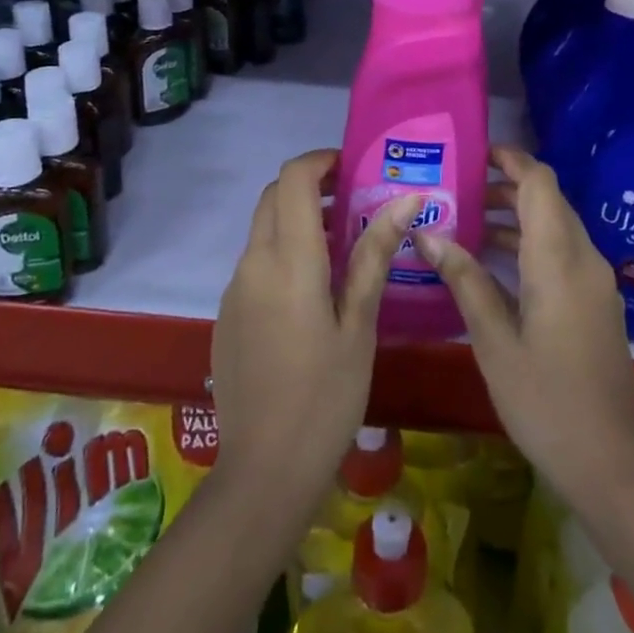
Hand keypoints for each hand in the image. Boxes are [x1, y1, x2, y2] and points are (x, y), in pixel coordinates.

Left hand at [211, 150, 420, 502]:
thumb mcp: (360, 324)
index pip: (293, 179)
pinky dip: (282, 251)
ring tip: (342, 247)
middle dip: (310, 187)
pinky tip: (312, 291)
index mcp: (289, 259)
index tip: (352, 168)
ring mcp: (235, 289)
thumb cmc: (327, 395)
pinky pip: (255, 262)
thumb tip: (406, 199)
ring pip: (263, 229)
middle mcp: (253, 262)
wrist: (264, 471)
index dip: (320, 161)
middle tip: (353, 204)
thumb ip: (375, 255)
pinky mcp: (227, 313)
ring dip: (297, 220)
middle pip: (273, 197)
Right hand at [416, 145, 633, 500]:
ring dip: (518, 219)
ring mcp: (597, 283)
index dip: (511, 160)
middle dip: (507, 188)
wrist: (610, 464)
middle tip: (459, 191)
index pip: (541, 183)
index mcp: (559, 260)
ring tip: (468, 223)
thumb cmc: (545, 401)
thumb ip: (464, 280)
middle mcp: (585, 260)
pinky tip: (496, 266)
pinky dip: (532, 245)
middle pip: (549, 201)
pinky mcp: (599, 305)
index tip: (475, 154)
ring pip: (557, 228)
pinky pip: (565, 255)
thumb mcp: (494, 341)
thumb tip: (428, 233)